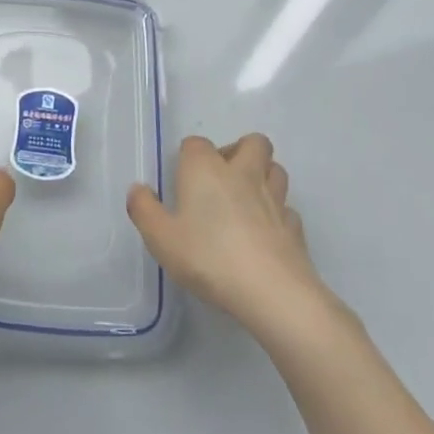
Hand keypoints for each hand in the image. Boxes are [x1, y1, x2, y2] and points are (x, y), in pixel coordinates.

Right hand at [127, 134, 330, 334]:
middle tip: (221, 178)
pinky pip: (287, 209)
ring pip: (276, 170)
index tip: (181, 181)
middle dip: (238, 151)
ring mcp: (275, 199)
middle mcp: (243, 174)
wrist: (271, 291)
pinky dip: (277, 214)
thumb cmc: (208, 257)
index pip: (196, 144)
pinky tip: (265, 233)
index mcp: (206, 169)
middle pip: (252, 142)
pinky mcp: (294, 227)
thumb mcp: (160, 237)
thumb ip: (144, 209)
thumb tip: (138, 189)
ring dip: (262, 176)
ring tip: (245, 200)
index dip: (188, 156)